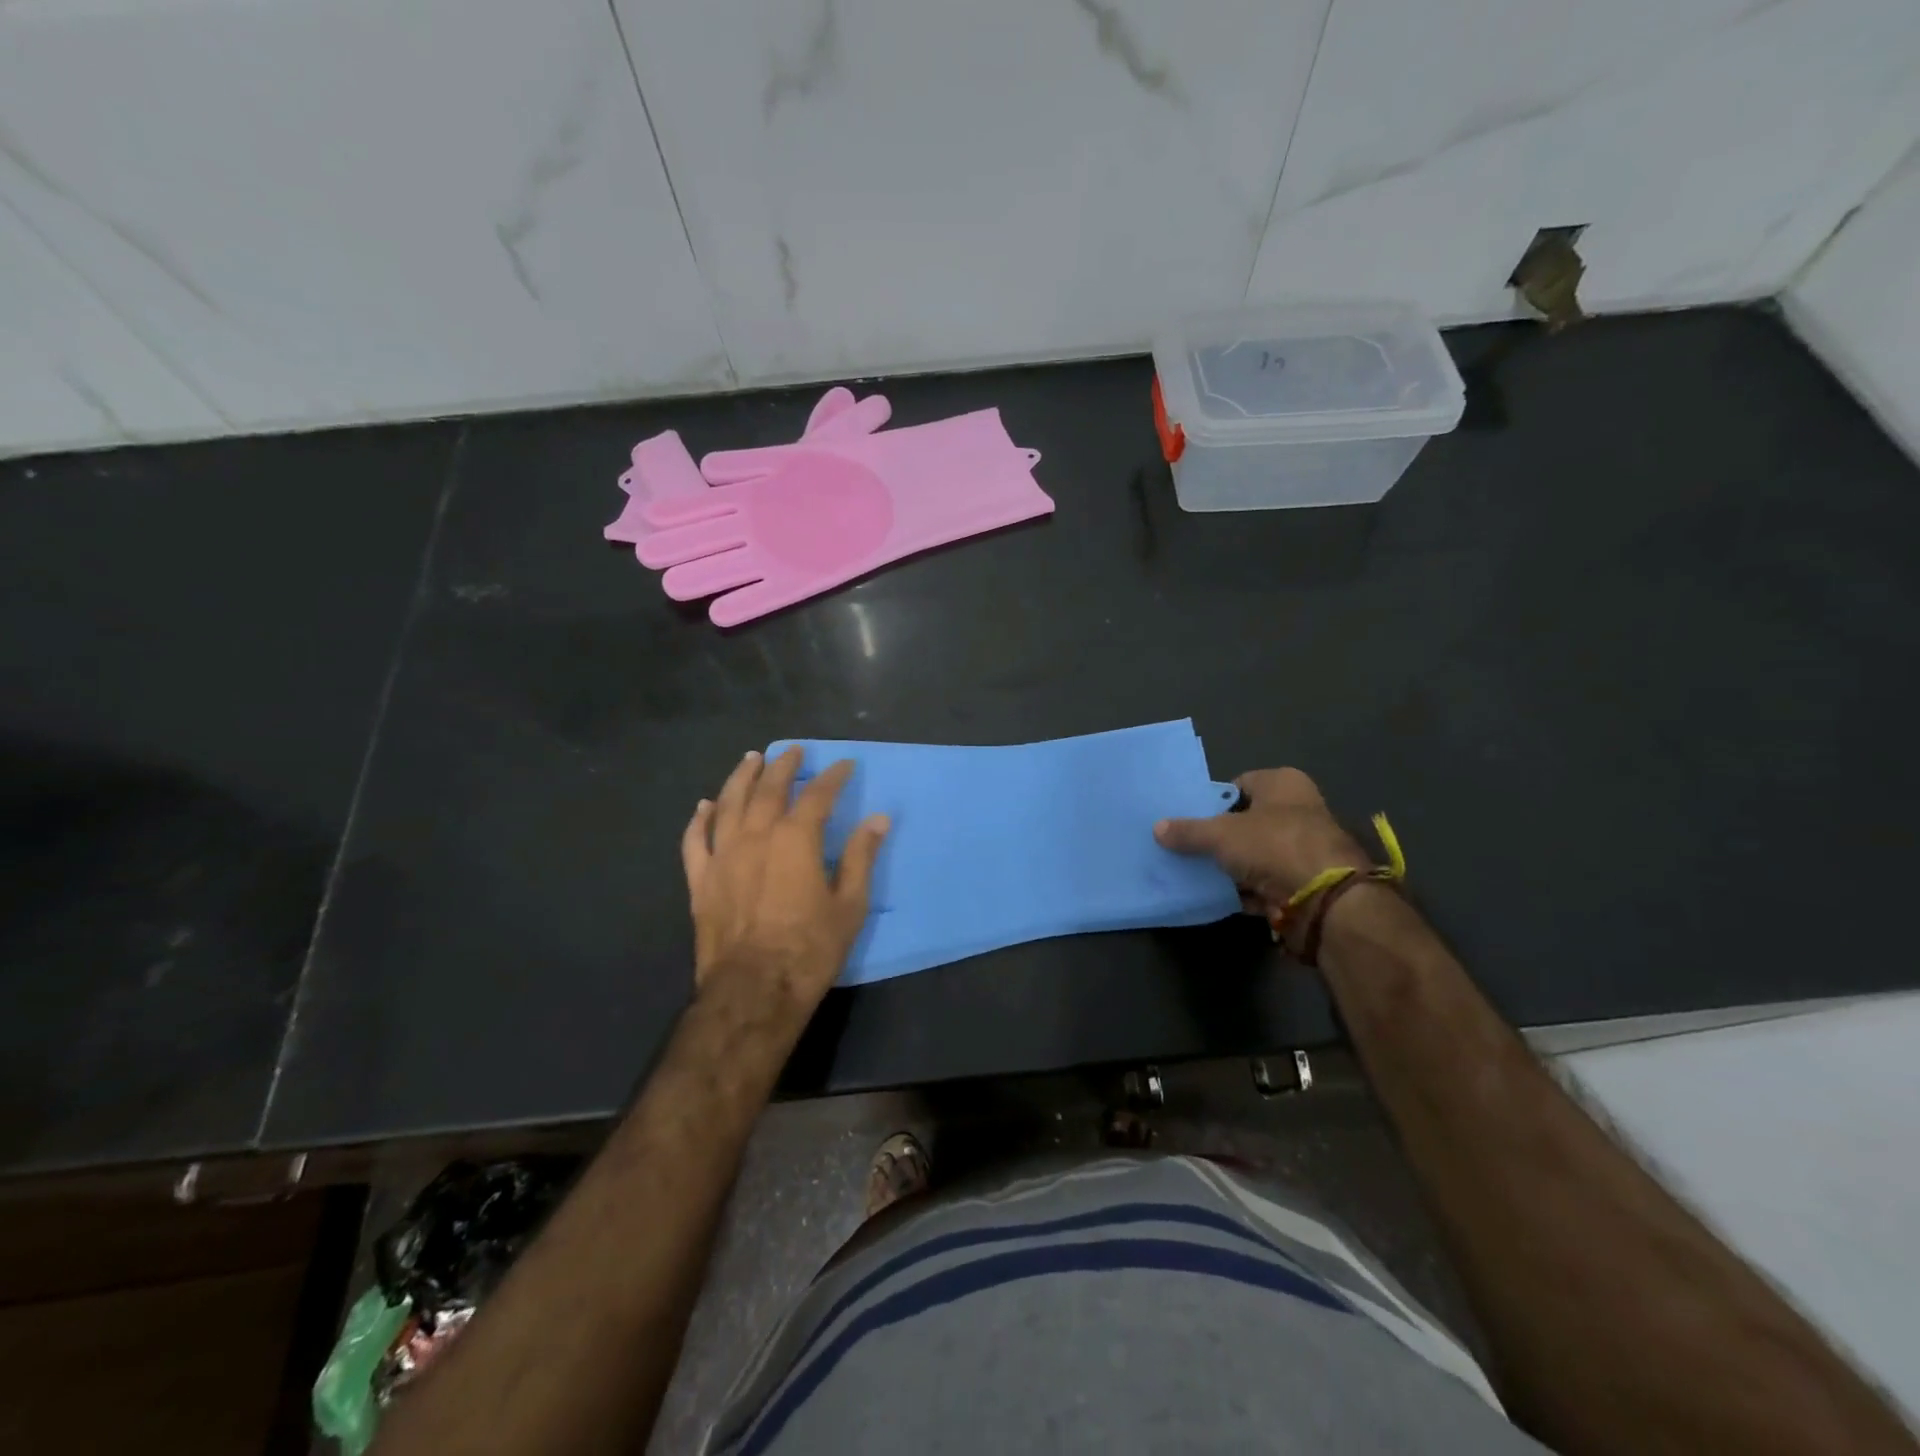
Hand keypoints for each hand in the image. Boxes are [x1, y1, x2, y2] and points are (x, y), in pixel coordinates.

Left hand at [680, 748, 888, 1020]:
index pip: (817, 795)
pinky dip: (700, 819)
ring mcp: (723, 856)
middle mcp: (756, 836)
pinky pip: (695, 840)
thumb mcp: (849, 905)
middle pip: (769, 789)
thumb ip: (860, 857)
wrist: (753, 990)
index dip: (833, 777)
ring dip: (741, 778)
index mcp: (795, 839)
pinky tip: (704, 806)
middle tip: (793, 751)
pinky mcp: (701, 880)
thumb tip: (878, 819)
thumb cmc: (809, 948)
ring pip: (728, 804)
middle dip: (784, 766)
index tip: (844, 765)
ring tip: (751, 759)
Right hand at [1154, 767, 1370, 921]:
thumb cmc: (1274, 845)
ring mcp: (1302, 848)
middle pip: (1245, 822)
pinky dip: (1244, 890)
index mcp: (1283, 783)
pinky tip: (1216, 895)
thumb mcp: (1220, 834)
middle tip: (1186, 846)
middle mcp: (1297, 810)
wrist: (1325, 899)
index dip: (1213, 801)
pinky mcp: (1303, 882)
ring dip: (1230, 866)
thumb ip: (1188, 831)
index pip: (1238, 785)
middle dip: (1218, 837)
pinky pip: (1264, 882)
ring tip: (1194, 872)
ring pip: (1254, 854)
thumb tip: (1157, 828)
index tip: (1188, 818)